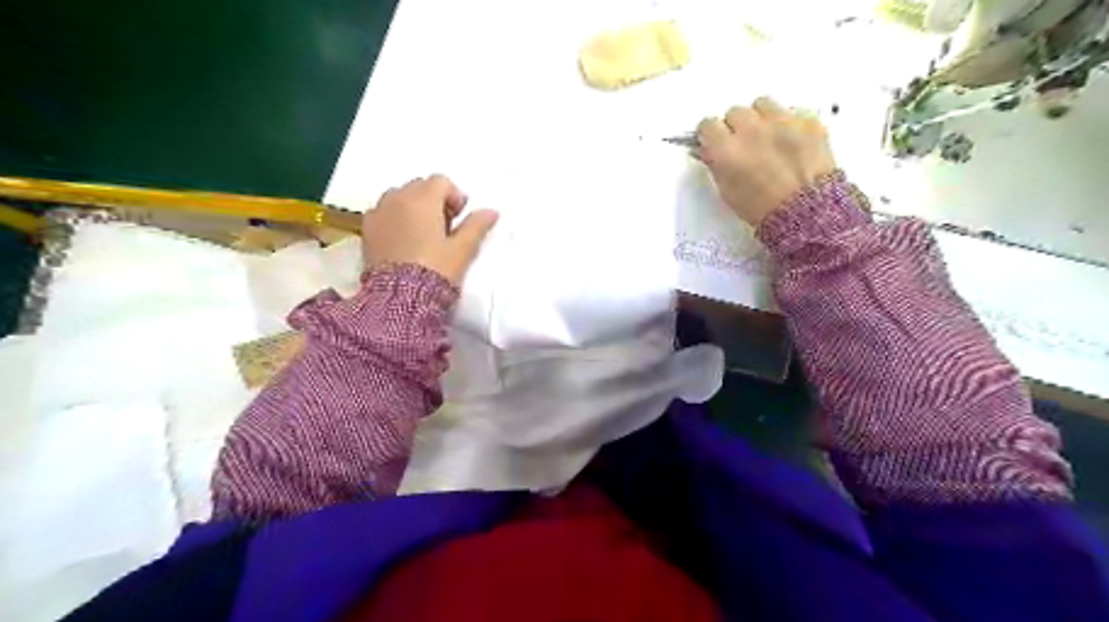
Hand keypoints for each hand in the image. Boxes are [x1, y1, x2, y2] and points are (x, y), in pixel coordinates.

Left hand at [363, 172, 500, 281]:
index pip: (441, 181)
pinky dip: (394, 217)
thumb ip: (477, 226)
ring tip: (422, 233)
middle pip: (419, 186)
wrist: (400, 297)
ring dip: (413, 207)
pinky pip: (382, 212)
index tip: (459, 218)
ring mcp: (379, 212)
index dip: (454, 197)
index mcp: (423, 199)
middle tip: (444, 227)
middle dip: (433, 200)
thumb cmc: (435, 269)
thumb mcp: (462, 250)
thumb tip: (492, 211)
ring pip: (399, 196)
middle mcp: (398, 198)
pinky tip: (403, 240)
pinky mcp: (367, 229)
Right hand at [696, 99, 835, 227]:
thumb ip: (715, 164)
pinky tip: (790, 141)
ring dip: (760, 118)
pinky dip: (788, 123)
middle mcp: (751, 130)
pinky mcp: (807, 120)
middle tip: (743, 144)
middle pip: (734, 112)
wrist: (806, 212)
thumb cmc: (763, 209)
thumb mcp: (727, 191)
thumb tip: (709, 149)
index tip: (715, 140)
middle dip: (736, 126)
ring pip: (762, 104)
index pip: (708, 125)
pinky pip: (791, 112)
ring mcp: (781, 122)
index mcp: (726, 150)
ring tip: (767, 137)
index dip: (711, 134)